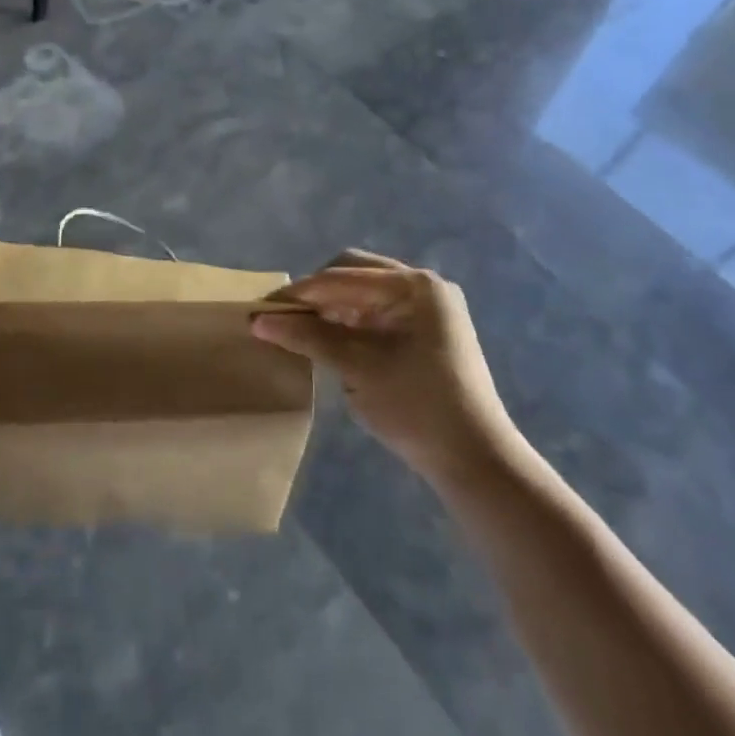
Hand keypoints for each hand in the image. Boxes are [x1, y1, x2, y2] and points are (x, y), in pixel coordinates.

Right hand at [253, 250, 521, 486]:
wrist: (476, 461)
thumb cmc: (416, 407)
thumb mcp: (356, 368)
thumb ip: (307, 337)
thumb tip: (257, 321)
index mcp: (414, 286)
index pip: (341, 277)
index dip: (298, 293)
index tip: (261, 310)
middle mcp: (424, 286)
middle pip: (353, 274)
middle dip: (316, 294)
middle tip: (283, 318)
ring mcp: (428, 308)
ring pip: (363, 293)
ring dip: (332, 308)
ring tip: (300, 330)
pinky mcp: (426, 331)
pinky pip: (377, 313)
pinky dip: (350, 322)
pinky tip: (330, 341)